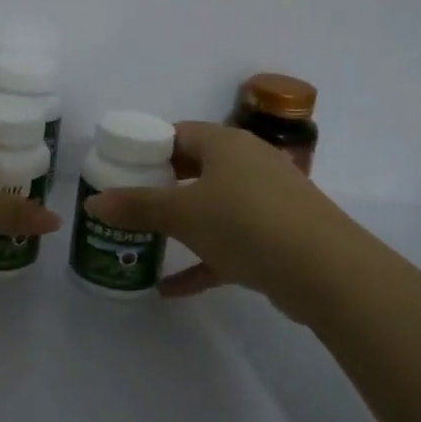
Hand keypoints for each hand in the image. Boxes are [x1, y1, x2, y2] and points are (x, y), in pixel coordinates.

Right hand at [83, 121, 356, 322]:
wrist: (327, 272)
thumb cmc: (246, 224)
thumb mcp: (184, 214)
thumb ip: (137, 207)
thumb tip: (94, 203)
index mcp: (226, 144)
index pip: (178, 133)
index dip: (147, 148)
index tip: (120, 169)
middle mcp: (249, 164)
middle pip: (195, 168)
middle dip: (161, 188)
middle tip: (128, 204)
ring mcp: (267, 201)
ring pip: (214, 207)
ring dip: (182, 225)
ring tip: (146, 240)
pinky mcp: (278, 237)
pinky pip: (230, 244)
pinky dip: (203, 261)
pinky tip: (169, 288)